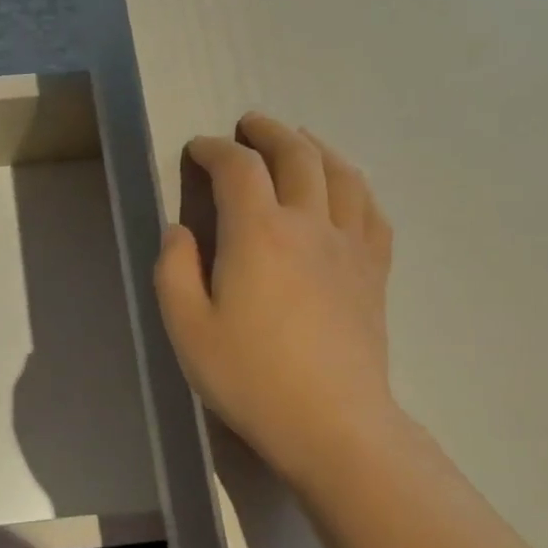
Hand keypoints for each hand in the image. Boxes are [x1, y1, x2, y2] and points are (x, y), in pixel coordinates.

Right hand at [154, 114, 396, 484]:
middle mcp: (309, 224)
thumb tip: (180, 231)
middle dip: (268, 132)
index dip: (214, 149)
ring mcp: (350, 245)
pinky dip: (354, 186)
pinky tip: (345, 191)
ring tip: (299, 142)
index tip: (197, 150)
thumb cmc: (249, 377)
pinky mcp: (374, 271)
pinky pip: (371, 210)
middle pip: (296, 154)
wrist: (331, 422)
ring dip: (315, 147)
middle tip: (248, 126)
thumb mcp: (187, 328)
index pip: (238, 168)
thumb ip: (174, 270)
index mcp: (258, 233)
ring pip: (341, 173)